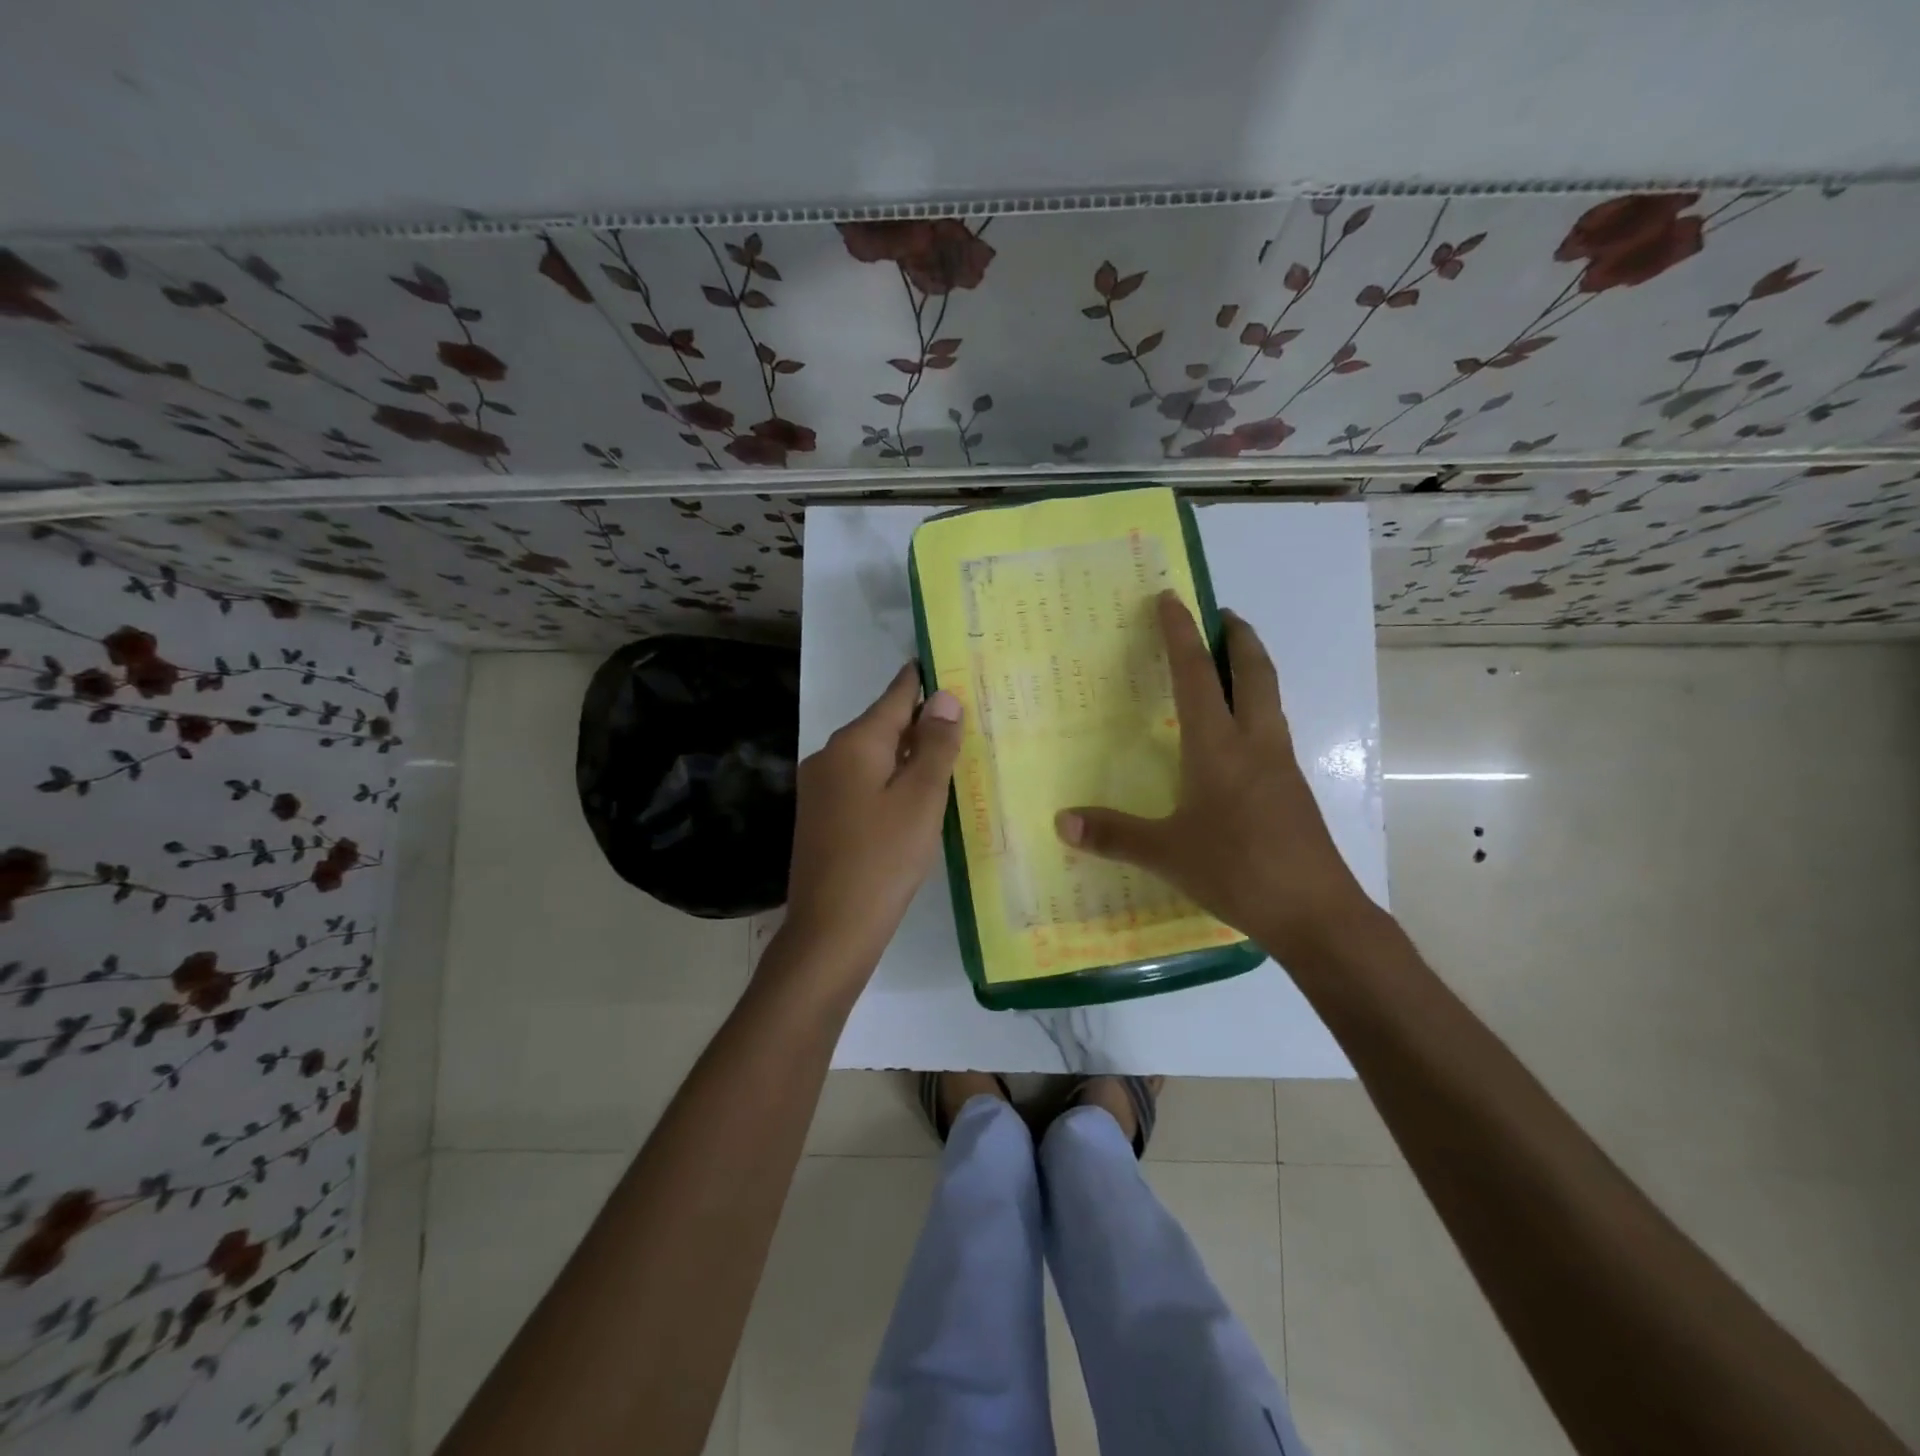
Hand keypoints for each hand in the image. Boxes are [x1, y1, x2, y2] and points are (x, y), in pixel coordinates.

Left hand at [779, 664, 963, 980]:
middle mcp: (830, 756)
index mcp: (854, 744)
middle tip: (963, 714)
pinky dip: (890, 779)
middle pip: (882, 725)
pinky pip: (862, 782)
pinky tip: (913, 795)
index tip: (943, 661)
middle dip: (920, 720)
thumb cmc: (884, 859)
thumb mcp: (921, 799)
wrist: (830, 929)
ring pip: (872, 756)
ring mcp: (820, 788)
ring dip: (906, 753)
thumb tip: (943, 696)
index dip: (921, 680)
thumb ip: (934, 745)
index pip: (895, 696)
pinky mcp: (821, 816)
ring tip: (947, 752)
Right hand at [1054, 591, 1378, 967]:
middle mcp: (1255, 743)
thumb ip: (1114, 835)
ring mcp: (1280, 765)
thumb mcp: (1168, 854)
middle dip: (1239, 637)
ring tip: (1230, 663)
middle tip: (1223, 614)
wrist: (1316, 912)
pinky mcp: (1293, 789)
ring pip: (1270, 699)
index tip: (1171, 598)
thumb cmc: (1238, 870)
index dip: (1181, 634)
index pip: (1197, 675)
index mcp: (1219, 747)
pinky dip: (1257, 708)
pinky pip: (1273, 729)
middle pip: (1255, 672)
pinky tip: (1239, 735)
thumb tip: (1061, 821)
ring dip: (1253, 669)